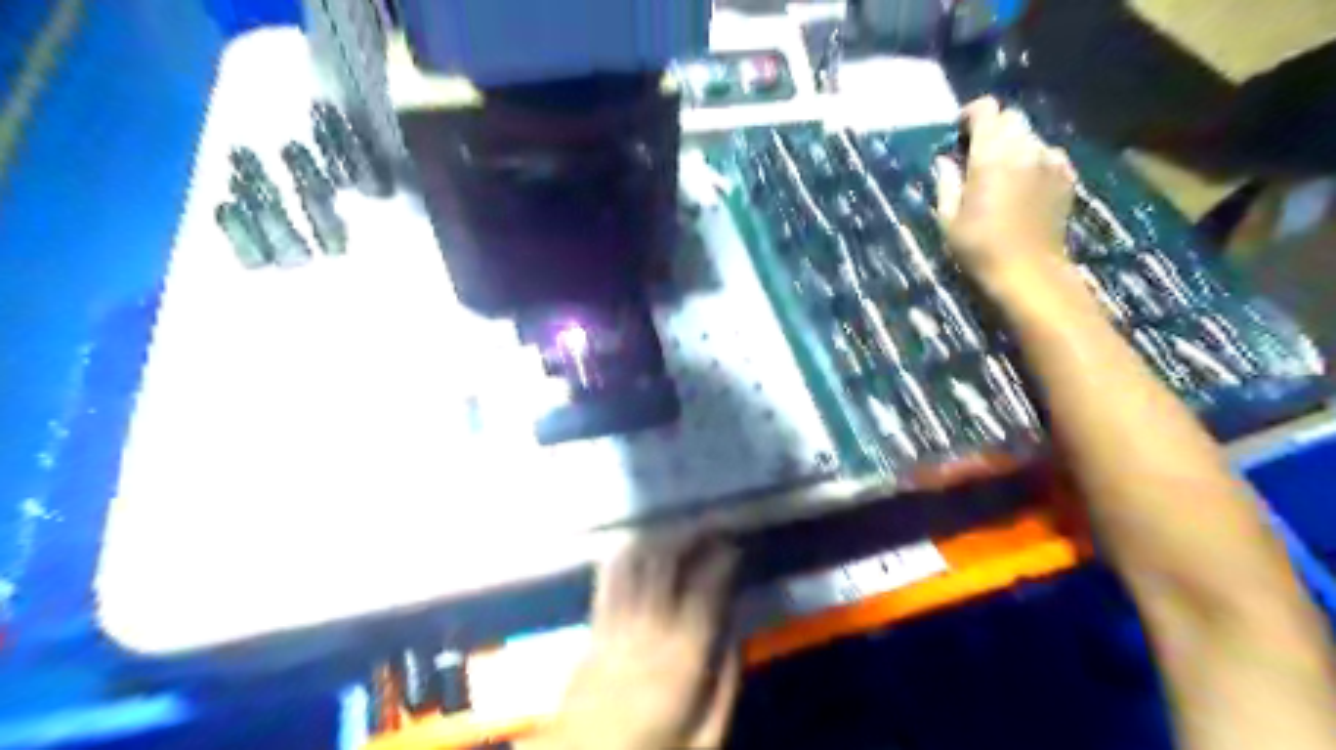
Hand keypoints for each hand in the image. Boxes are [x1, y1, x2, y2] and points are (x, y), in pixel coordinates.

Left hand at [531, 536, 740, 749]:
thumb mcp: (706, 741)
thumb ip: (726, 684)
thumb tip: (738, 630)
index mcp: (681, 658)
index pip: (706, 589)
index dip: (723, 560)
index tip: (737, 546)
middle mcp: (646, 628)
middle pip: (669, 563)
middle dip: (694, 533)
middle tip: (715, 522)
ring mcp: (615, 622)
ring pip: (638, 562)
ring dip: (662, 536)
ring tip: (684, 526)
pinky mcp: (593, 627)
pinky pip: (609, 577)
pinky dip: (626, 552)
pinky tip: (640, 542)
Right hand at [931, 97, 1076, 288]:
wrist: (1028, 273)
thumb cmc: (979, 249)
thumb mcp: (948, 219)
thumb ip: (946, 183)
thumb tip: (945, 161)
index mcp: (991, 155)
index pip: (986, 110)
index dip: (970, 116)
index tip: (958, 134)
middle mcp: (1025, 148)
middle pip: (1011, 118)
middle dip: (993, 129)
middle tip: (977, 154)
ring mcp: (1051, 161)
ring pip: (1031, 136)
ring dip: (1014, 146)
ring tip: (1001, 173)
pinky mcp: (1067, 176)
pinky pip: (1049, 155)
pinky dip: (1034, 161)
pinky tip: (1024, 185)